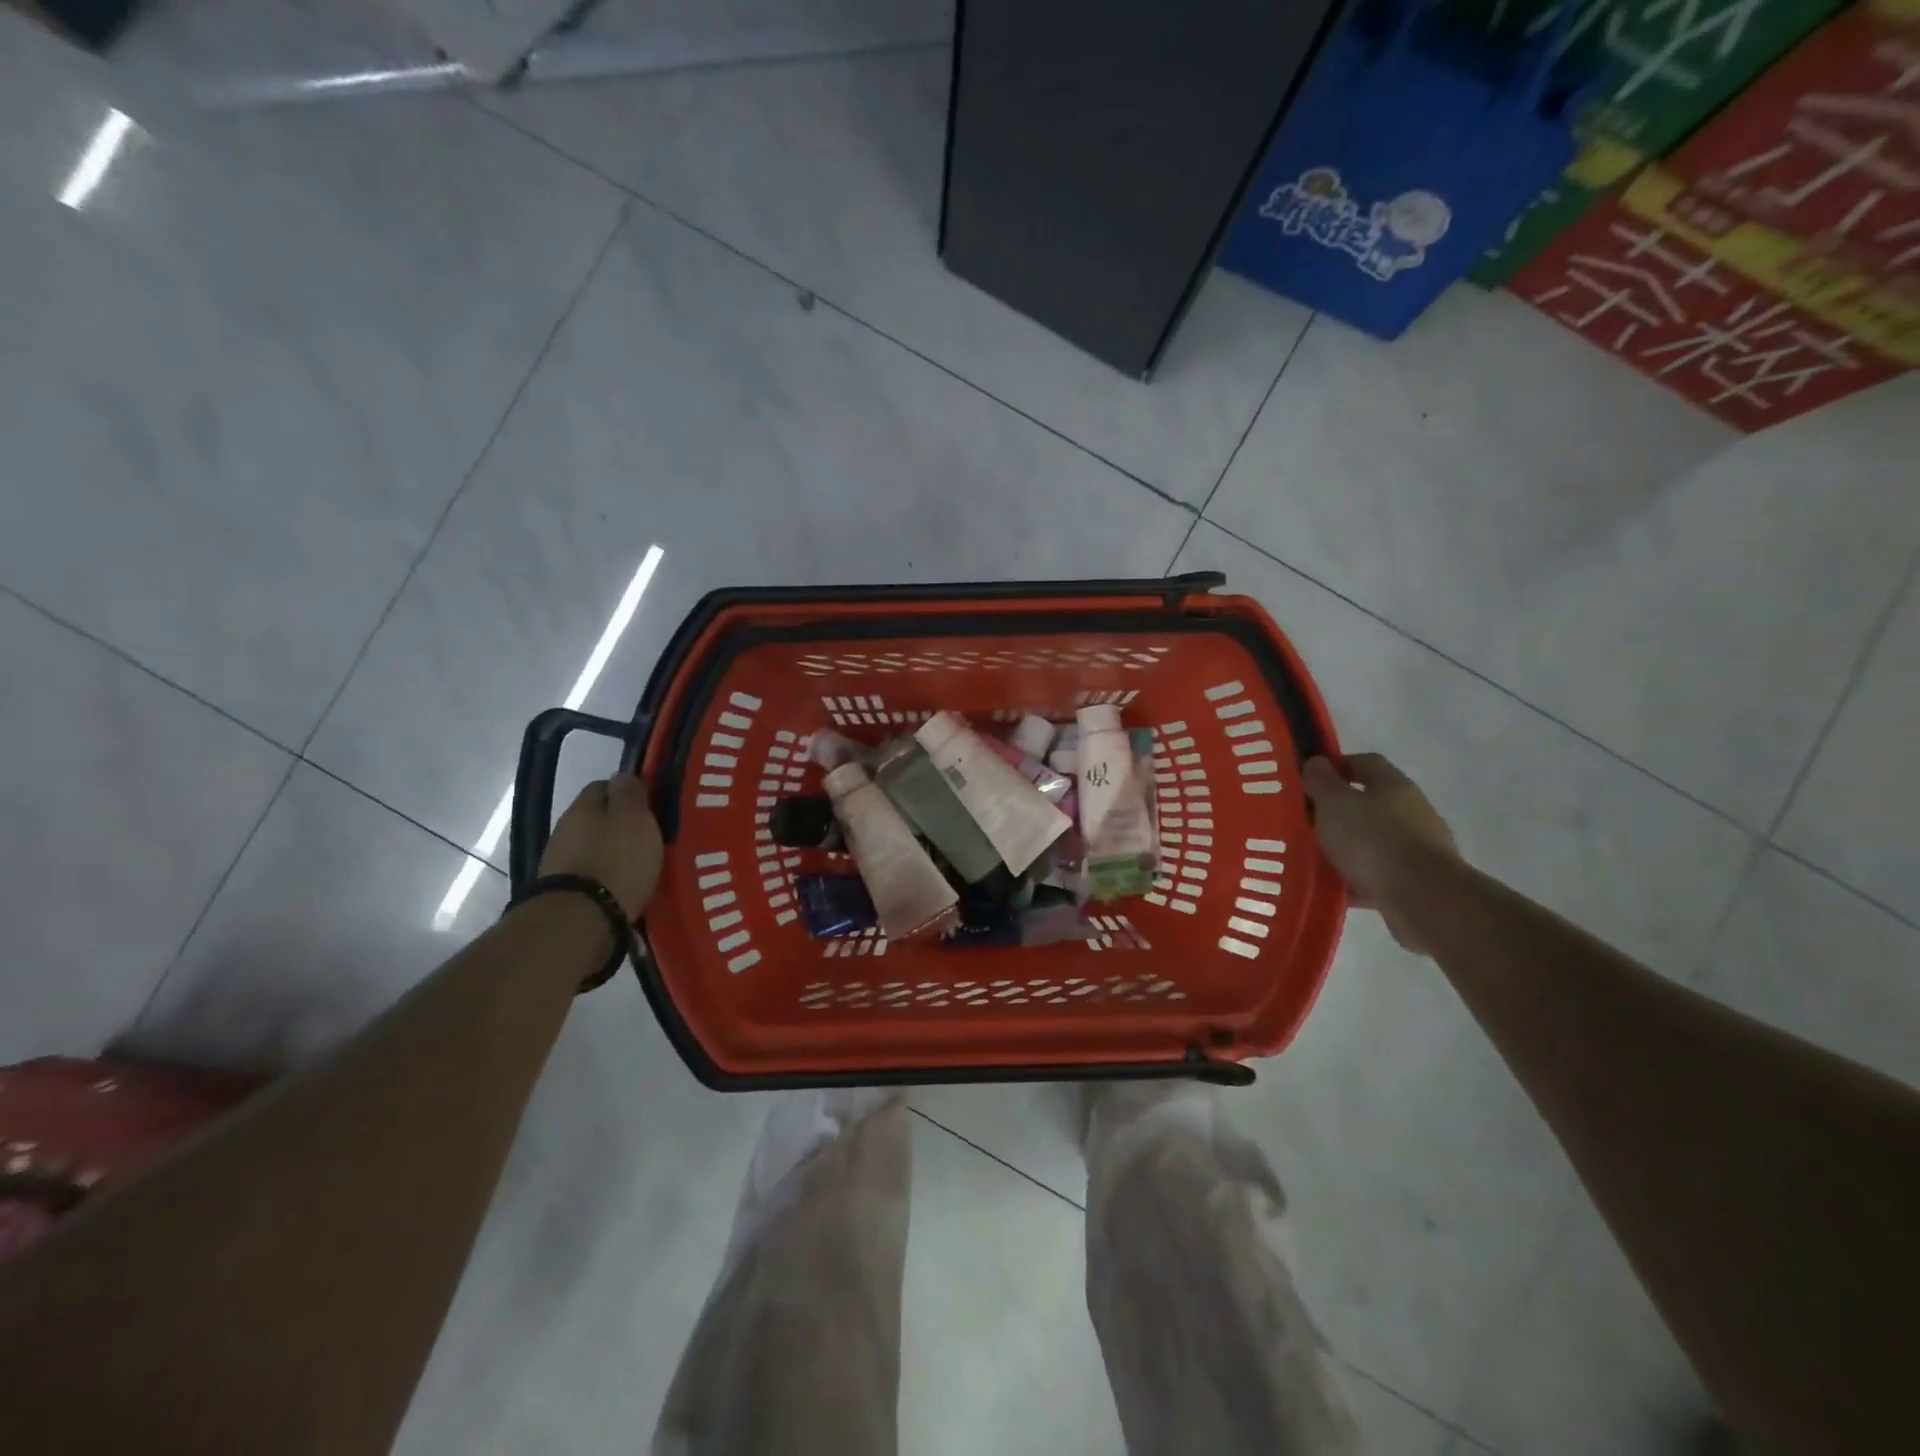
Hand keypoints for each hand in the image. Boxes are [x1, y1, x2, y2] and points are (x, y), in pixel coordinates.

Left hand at [538, 777, 663, 920]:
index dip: (628, 793)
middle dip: (621, 825)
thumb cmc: (616, 860)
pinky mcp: (564, 891)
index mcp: (583, 806)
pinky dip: (607, 875)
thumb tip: (622, 775)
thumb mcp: (635, 819)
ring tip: (641, 865)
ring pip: (593, 846)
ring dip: (613, 852)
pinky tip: (624, 885)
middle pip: (597, 818)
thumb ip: (630, 793)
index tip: (650, 807)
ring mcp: (560, 862)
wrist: (580, 919)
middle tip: (650, 837)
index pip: (604, 786)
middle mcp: (565, 829)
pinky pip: (591, 873)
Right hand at [1302, 754, 1457, 953]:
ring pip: (1372, 840)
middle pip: (1369, 802)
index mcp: (1393, 785)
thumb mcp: (1335, 804)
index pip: (1365, 762)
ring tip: (1314, 857)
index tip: (1308, 780)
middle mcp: (1411, 811)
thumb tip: (1316, 762)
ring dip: (1346, 846)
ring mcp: (1419, 847)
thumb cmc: (1373, 840)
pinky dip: (1356, 877)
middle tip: (1305, 821)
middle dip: (1337, 811)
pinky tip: (1334, 887)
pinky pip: (1378, 873)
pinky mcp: (1418, 881)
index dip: (1336, 766)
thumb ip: (1321, 782)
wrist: (1423, 898)